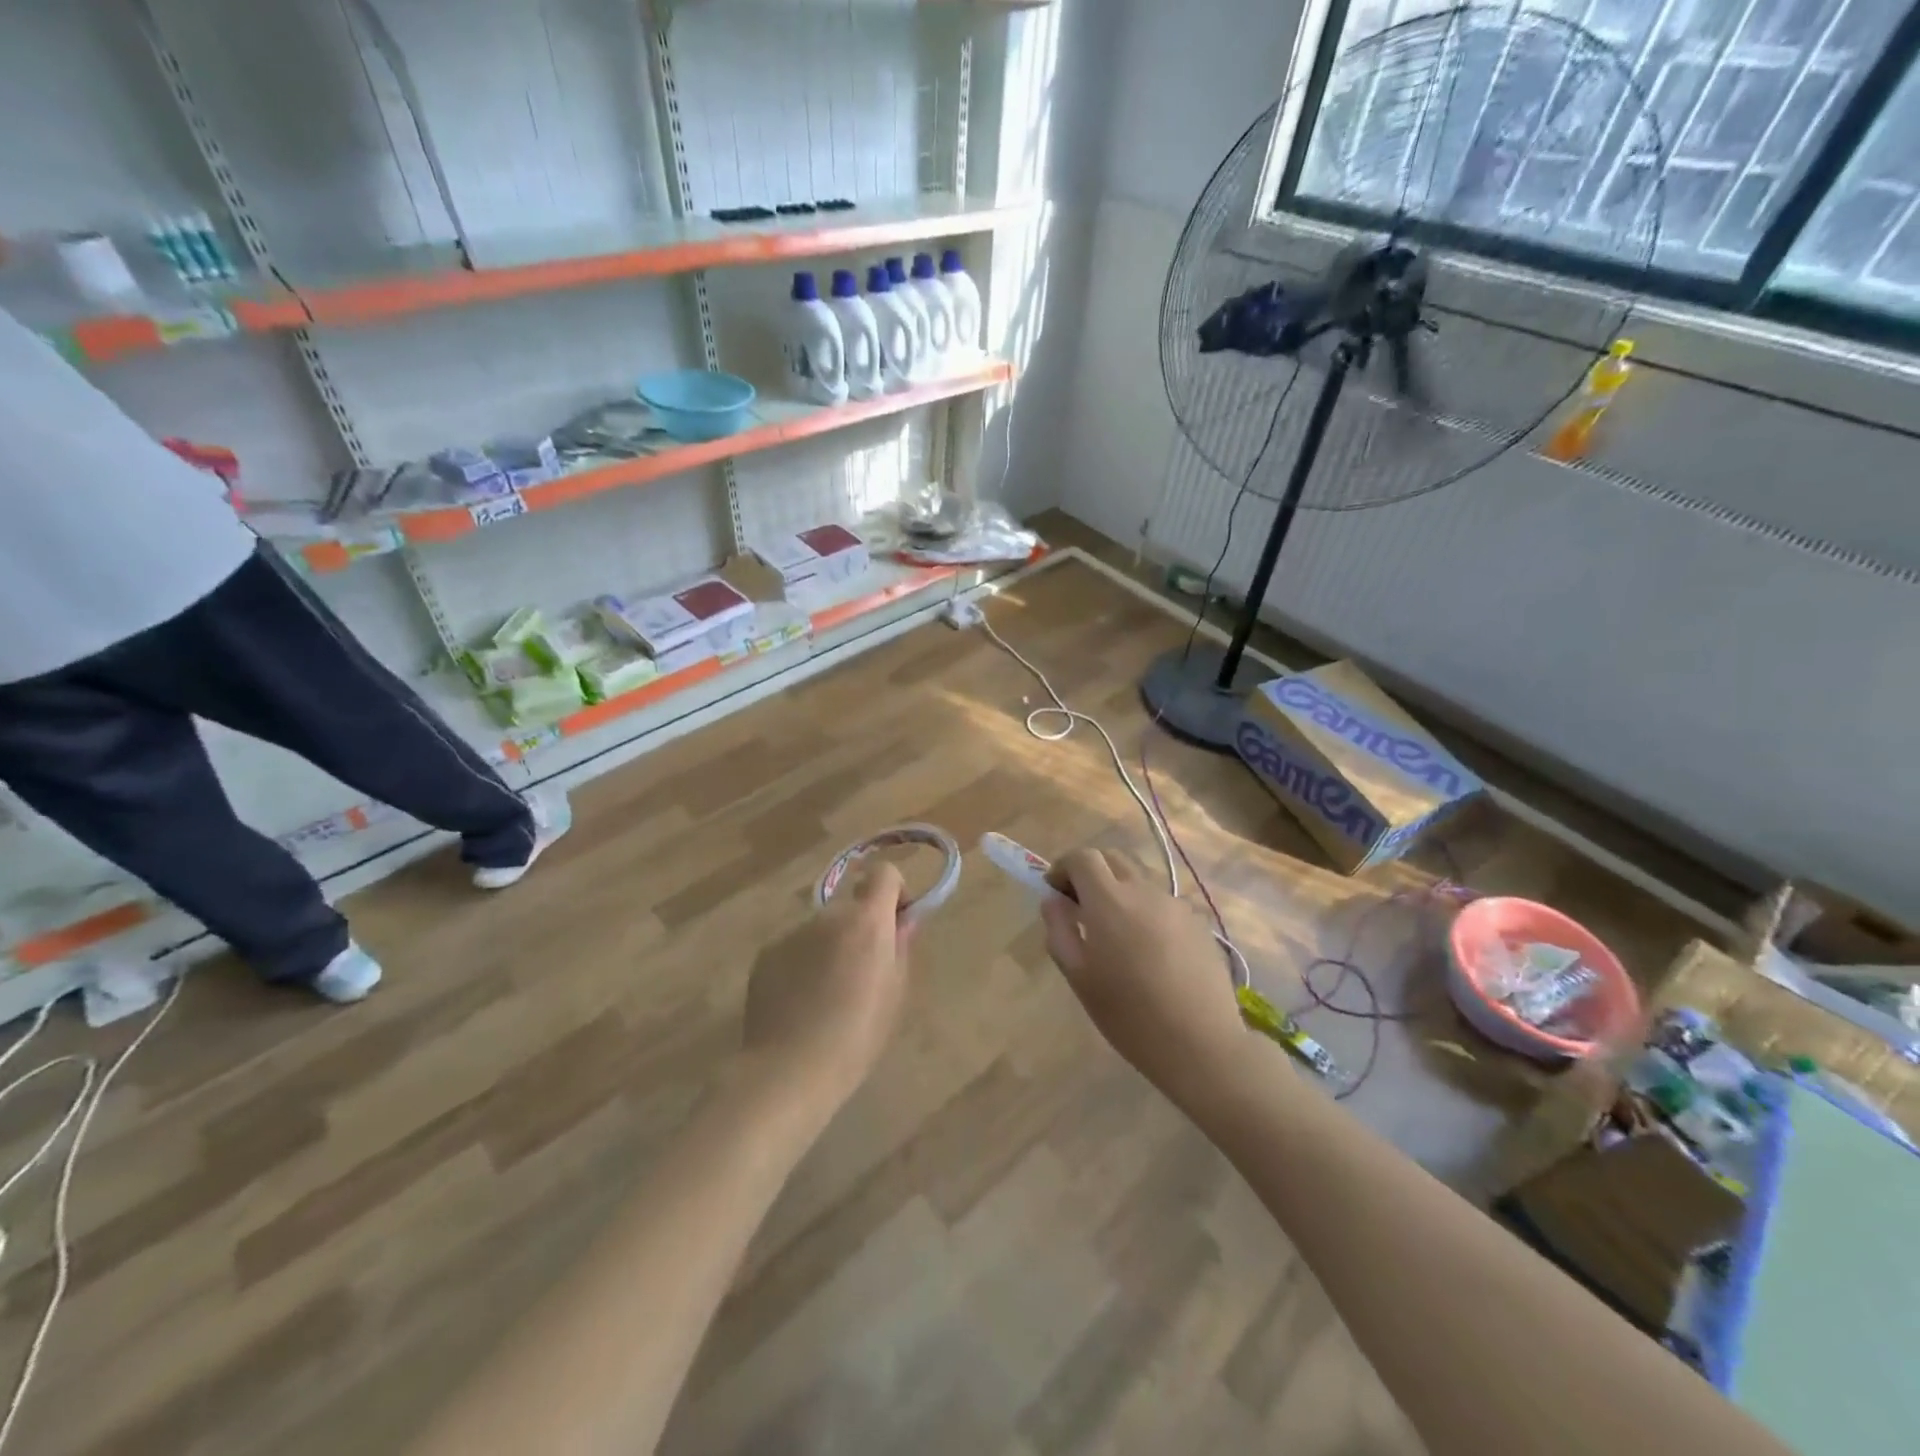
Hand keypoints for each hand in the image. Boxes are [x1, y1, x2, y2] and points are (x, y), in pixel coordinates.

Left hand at [741, 864, 912, 1113]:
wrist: (790, 1070)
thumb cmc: (857, 1036)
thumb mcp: (895, 993)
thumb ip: (900, 948)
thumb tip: (901, 922)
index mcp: (866, 921)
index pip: (883, 873)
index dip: (893, 892)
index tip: (895, 925)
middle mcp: (828, 916)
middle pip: (851, 907)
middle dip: (860, 928)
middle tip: (862, 973)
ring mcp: (792, 933)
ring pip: (821, 930)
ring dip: (829, 947)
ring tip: (826, 995)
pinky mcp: (766, 954)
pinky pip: (795, 949)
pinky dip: (802, 965)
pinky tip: (800, 1004)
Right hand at [1041, 848, 1249, 1104]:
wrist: (1201, 1043)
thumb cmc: (1129, 1015)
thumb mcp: (1079, 977)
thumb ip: (1060, 931)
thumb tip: (1053, 901)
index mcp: (1109, 901)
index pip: (1083, 857)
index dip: (1063, 867)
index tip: (1055, 892)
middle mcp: (1144, 891)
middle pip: (1112, 858)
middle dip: (1091, 873)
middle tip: (1080, 907)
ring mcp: (1175, 904)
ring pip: (1139, 880)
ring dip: (1119, 892)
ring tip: (1115, 935)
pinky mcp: (1198, 922)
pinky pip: (1162, 903)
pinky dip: (1145, 911)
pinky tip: (1148, 951)